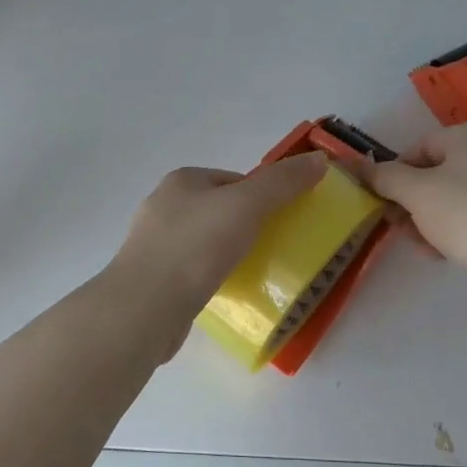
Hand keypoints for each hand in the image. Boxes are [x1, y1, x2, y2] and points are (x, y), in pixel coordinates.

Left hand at [111, 153, 329, 321]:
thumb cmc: (196, 246)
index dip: (262, 196)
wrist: (146, 307)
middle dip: (245, 225)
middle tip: (272, 247)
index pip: (233, 179)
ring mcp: (152, 244)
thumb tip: (319, 159)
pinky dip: (209, 276)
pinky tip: (222, 290)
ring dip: (226, 253)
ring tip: (250, 272)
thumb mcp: (248, 205)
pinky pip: (191, 270)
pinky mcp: (152, 279)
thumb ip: (283, 182)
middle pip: (218, 209)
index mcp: (181, 180)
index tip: (282, 221)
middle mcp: (162, 205)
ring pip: (204, 241)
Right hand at [364, 122, 466, 275]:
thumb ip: (383, 177)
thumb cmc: (466, 214)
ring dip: (428, 220)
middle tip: (398, 227)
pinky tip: (442, 253)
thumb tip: (357, 166)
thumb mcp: (415, 192)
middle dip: (411, 202)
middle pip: (435, 174)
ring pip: (452, 197)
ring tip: (422, 245)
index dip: (395, 176)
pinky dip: (454, 229)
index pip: (418, 148)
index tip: (384, 204)